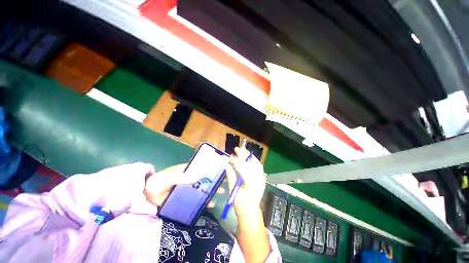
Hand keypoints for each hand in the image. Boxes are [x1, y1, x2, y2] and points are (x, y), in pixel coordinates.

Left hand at [144, 163, 223, 206]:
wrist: (146, 194)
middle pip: (204, 178)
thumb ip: (182, 178)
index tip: (220, 171)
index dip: (211, 169)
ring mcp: (188, 188)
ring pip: (202, 188)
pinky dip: (202, 201)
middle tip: (224, 183)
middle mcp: (190, 178)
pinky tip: (210, 204)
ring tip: (220, 192)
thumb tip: (197, 179)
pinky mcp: (185, 198)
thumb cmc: (158, 181)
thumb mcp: (170, 177)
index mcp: (187, 170)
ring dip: (210, 190)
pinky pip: (196, 199)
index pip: (202, 168)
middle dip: (214, 180)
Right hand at [225, 147, 265, 214]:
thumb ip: (231, 176)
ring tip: (242, 150)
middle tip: (237, 149)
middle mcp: (259, 179)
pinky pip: (258, 167)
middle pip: (252, 163)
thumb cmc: (241, 204)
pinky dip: (253, 161)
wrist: (250, 213)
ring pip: (256, 163)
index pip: (244, 167)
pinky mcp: (261, 179)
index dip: (237, 160)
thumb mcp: (234, 190)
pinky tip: (248, 158)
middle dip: (244, 155)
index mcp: (252, 183)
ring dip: (249, 156)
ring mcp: (261, 178)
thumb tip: (226, 165)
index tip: (231, 156)